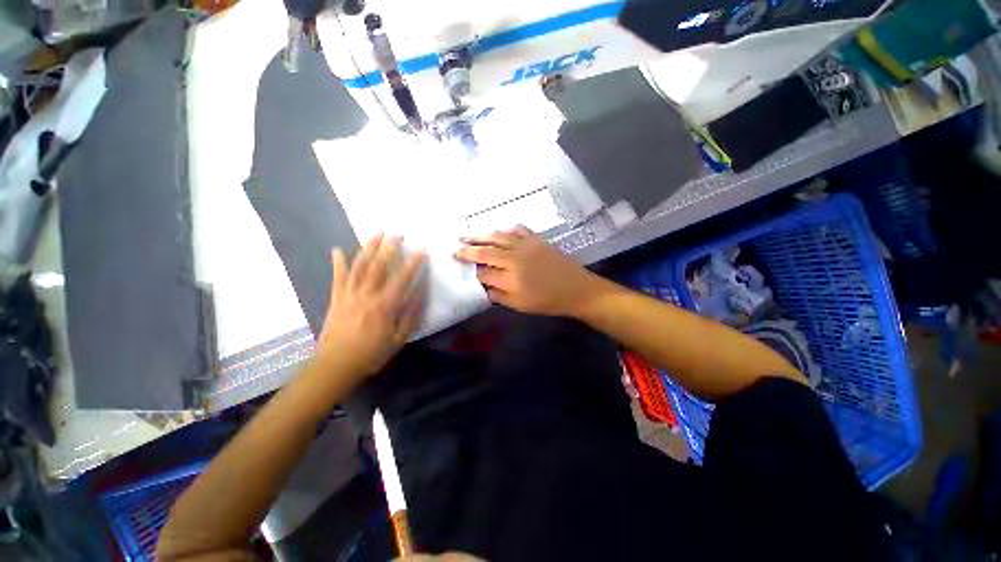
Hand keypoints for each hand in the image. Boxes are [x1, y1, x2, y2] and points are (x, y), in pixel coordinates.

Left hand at [317, 234, 426, 378]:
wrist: (336, 365)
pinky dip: (337, 263)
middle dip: (390, 247)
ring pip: (360, 266)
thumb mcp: (399, 338)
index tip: (421, 249)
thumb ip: (411, 314)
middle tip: (398, 233)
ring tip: (377, 233)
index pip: (402, 277)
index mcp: (385, 305)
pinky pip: (337, 277)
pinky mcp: (336, 298)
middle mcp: (367, 294)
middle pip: (379, 265)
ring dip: (368, 247)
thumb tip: (421, 292)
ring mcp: (349, 294)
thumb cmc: (372, 353)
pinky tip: (336, 249)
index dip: (413, 262)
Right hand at [454, 226, 604, 316]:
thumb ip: (498, 295)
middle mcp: (514, 257)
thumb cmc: (548, 301)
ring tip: (467, 234)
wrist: (577, 289)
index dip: (471, 270)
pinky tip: (501, 230)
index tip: (461, 267)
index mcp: (509, 277)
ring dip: (481, 235)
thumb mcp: (520, 305)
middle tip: (455, 247)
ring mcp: (526, 245)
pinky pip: (518, 230)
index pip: (483, 271)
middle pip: (486, 251)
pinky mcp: (537, 239)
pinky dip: (507, 229)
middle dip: (468, 249)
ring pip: (498, 237)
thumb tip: (483, 285)